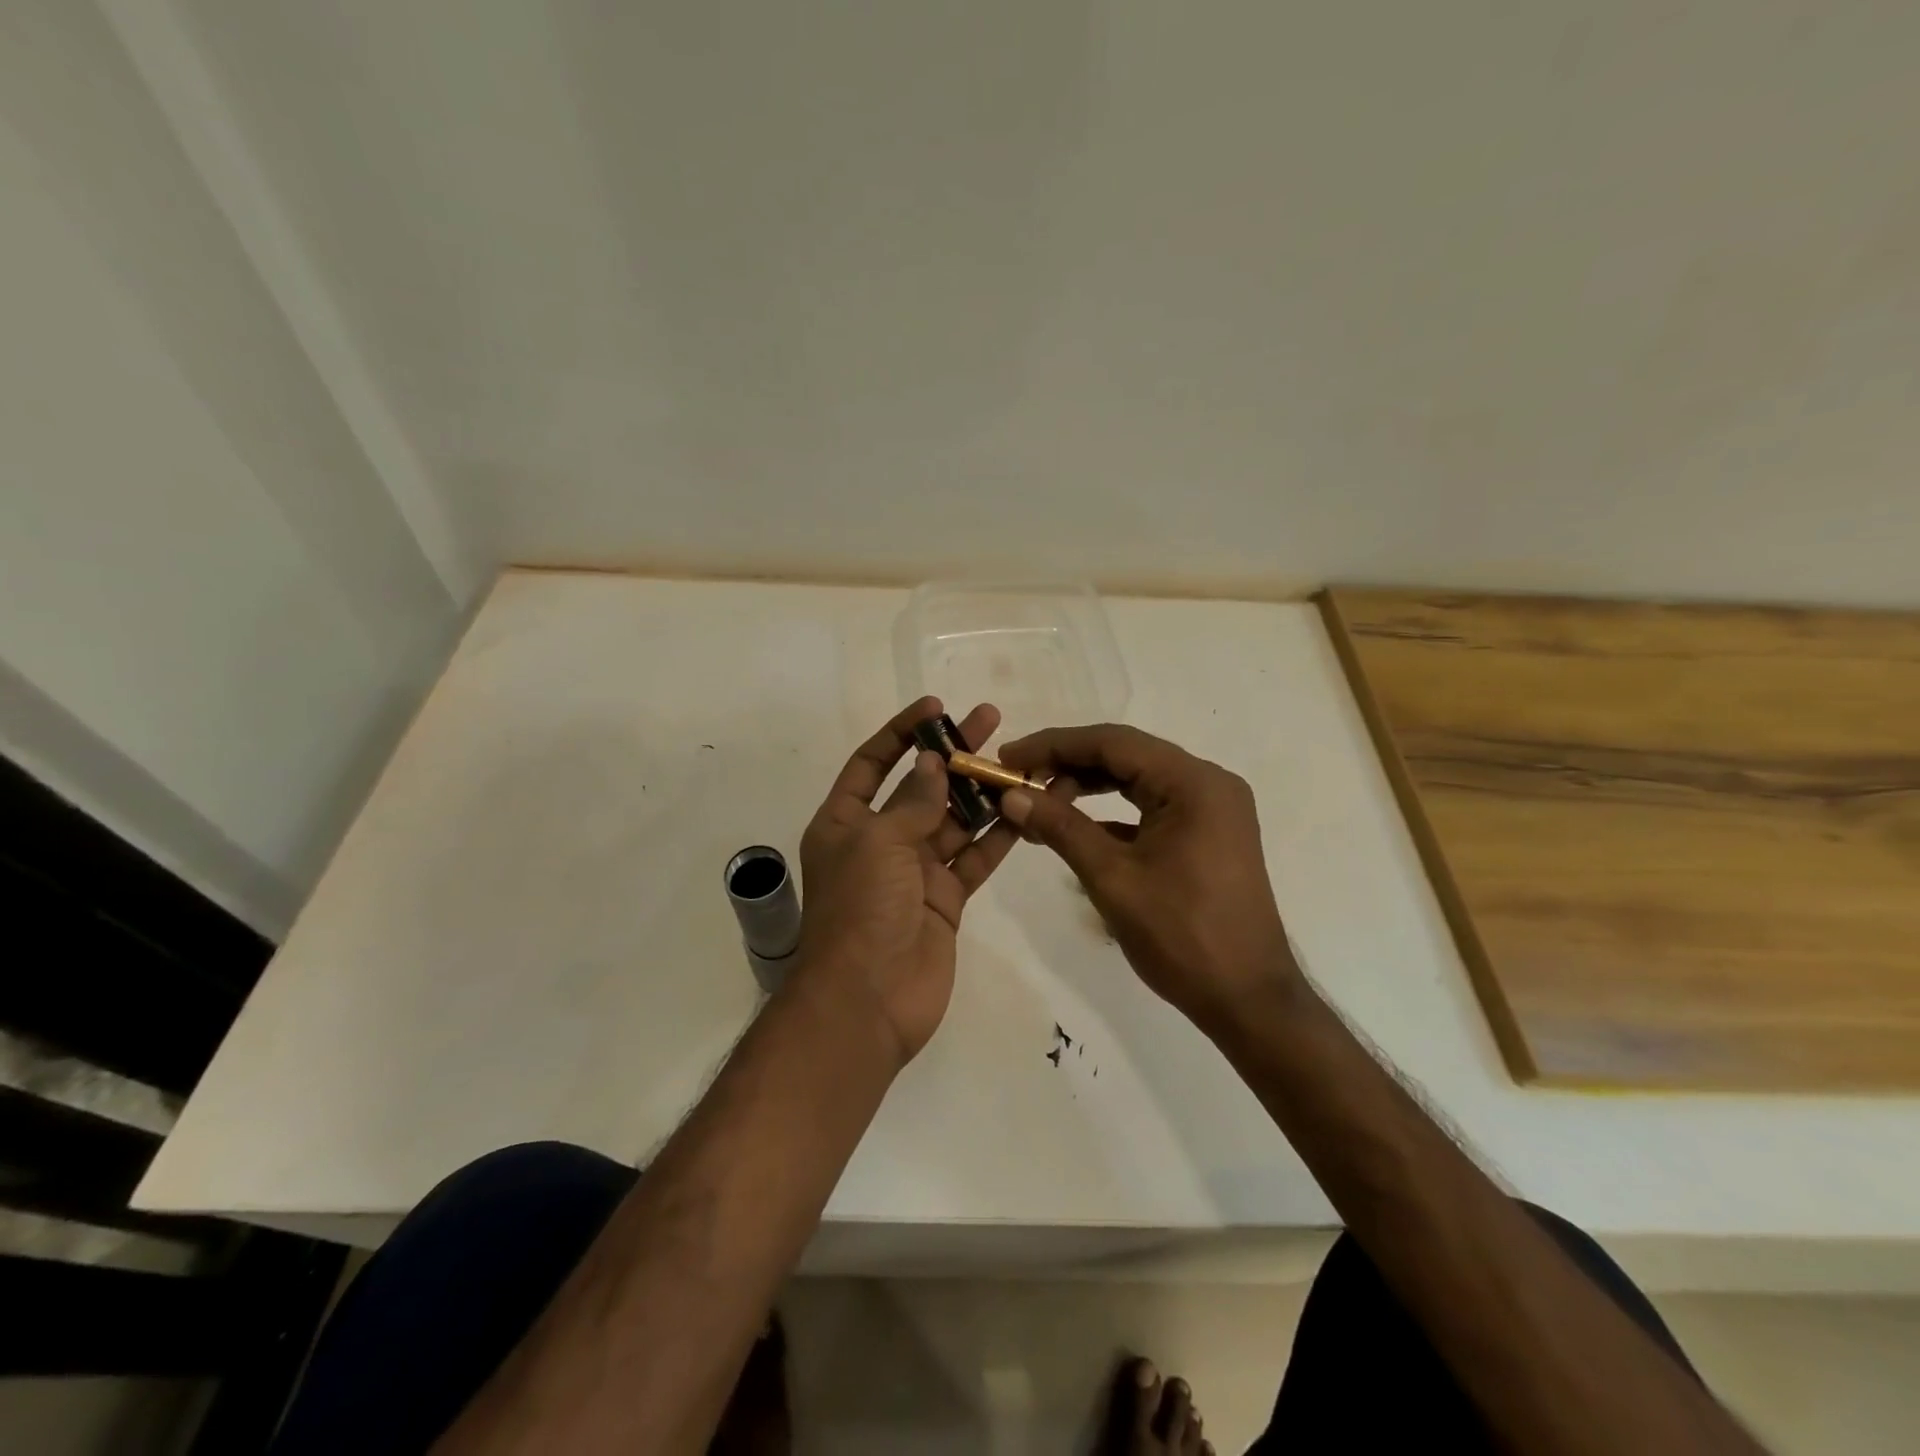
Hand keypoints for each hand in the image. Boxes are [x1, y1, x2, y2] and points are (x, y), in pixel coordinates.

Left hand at [792, 697, 1018, 1067]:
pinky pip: (973, 858)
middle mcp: (879, 842)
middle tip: (991, 719)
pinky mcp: (945, 900)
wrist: (868, 1001)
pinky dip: (996, 836)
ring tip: (1017, 759)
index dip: (901, 732)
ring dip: (981, 792)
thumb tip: (933, 761)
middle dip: (952, 753)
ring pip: (953, 820)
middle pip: (920, 786)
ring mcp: (914, 872)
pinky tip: (1023, 808)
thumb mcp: (879, 842)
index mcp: (845, 823)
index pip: (872, 764)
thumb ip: (913, 801)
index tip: (936, 706)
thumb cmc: (861, 910)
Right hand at [997, 724, 1300, 1033]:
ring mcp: (1211, 809)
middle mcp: (1208, 783)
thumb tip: (1011, 796)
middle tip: (1017, 780)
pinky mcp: (1207, 834)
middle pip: (1126, 756)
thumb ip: (1061, 828)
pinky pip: (1151, 807)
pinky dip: (1111, 813)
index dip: (1054, 746)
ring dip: (1087, 788)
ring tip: (1038, 802)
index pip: (1113, 743)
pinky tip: (1074, 829)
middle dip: (1068, 765)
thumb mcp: (1113, 878)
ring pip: (1137, 781)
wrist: (1248, 1000)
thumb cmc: (1182, 936)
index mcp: (1194, 783)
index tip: (1009, 758)